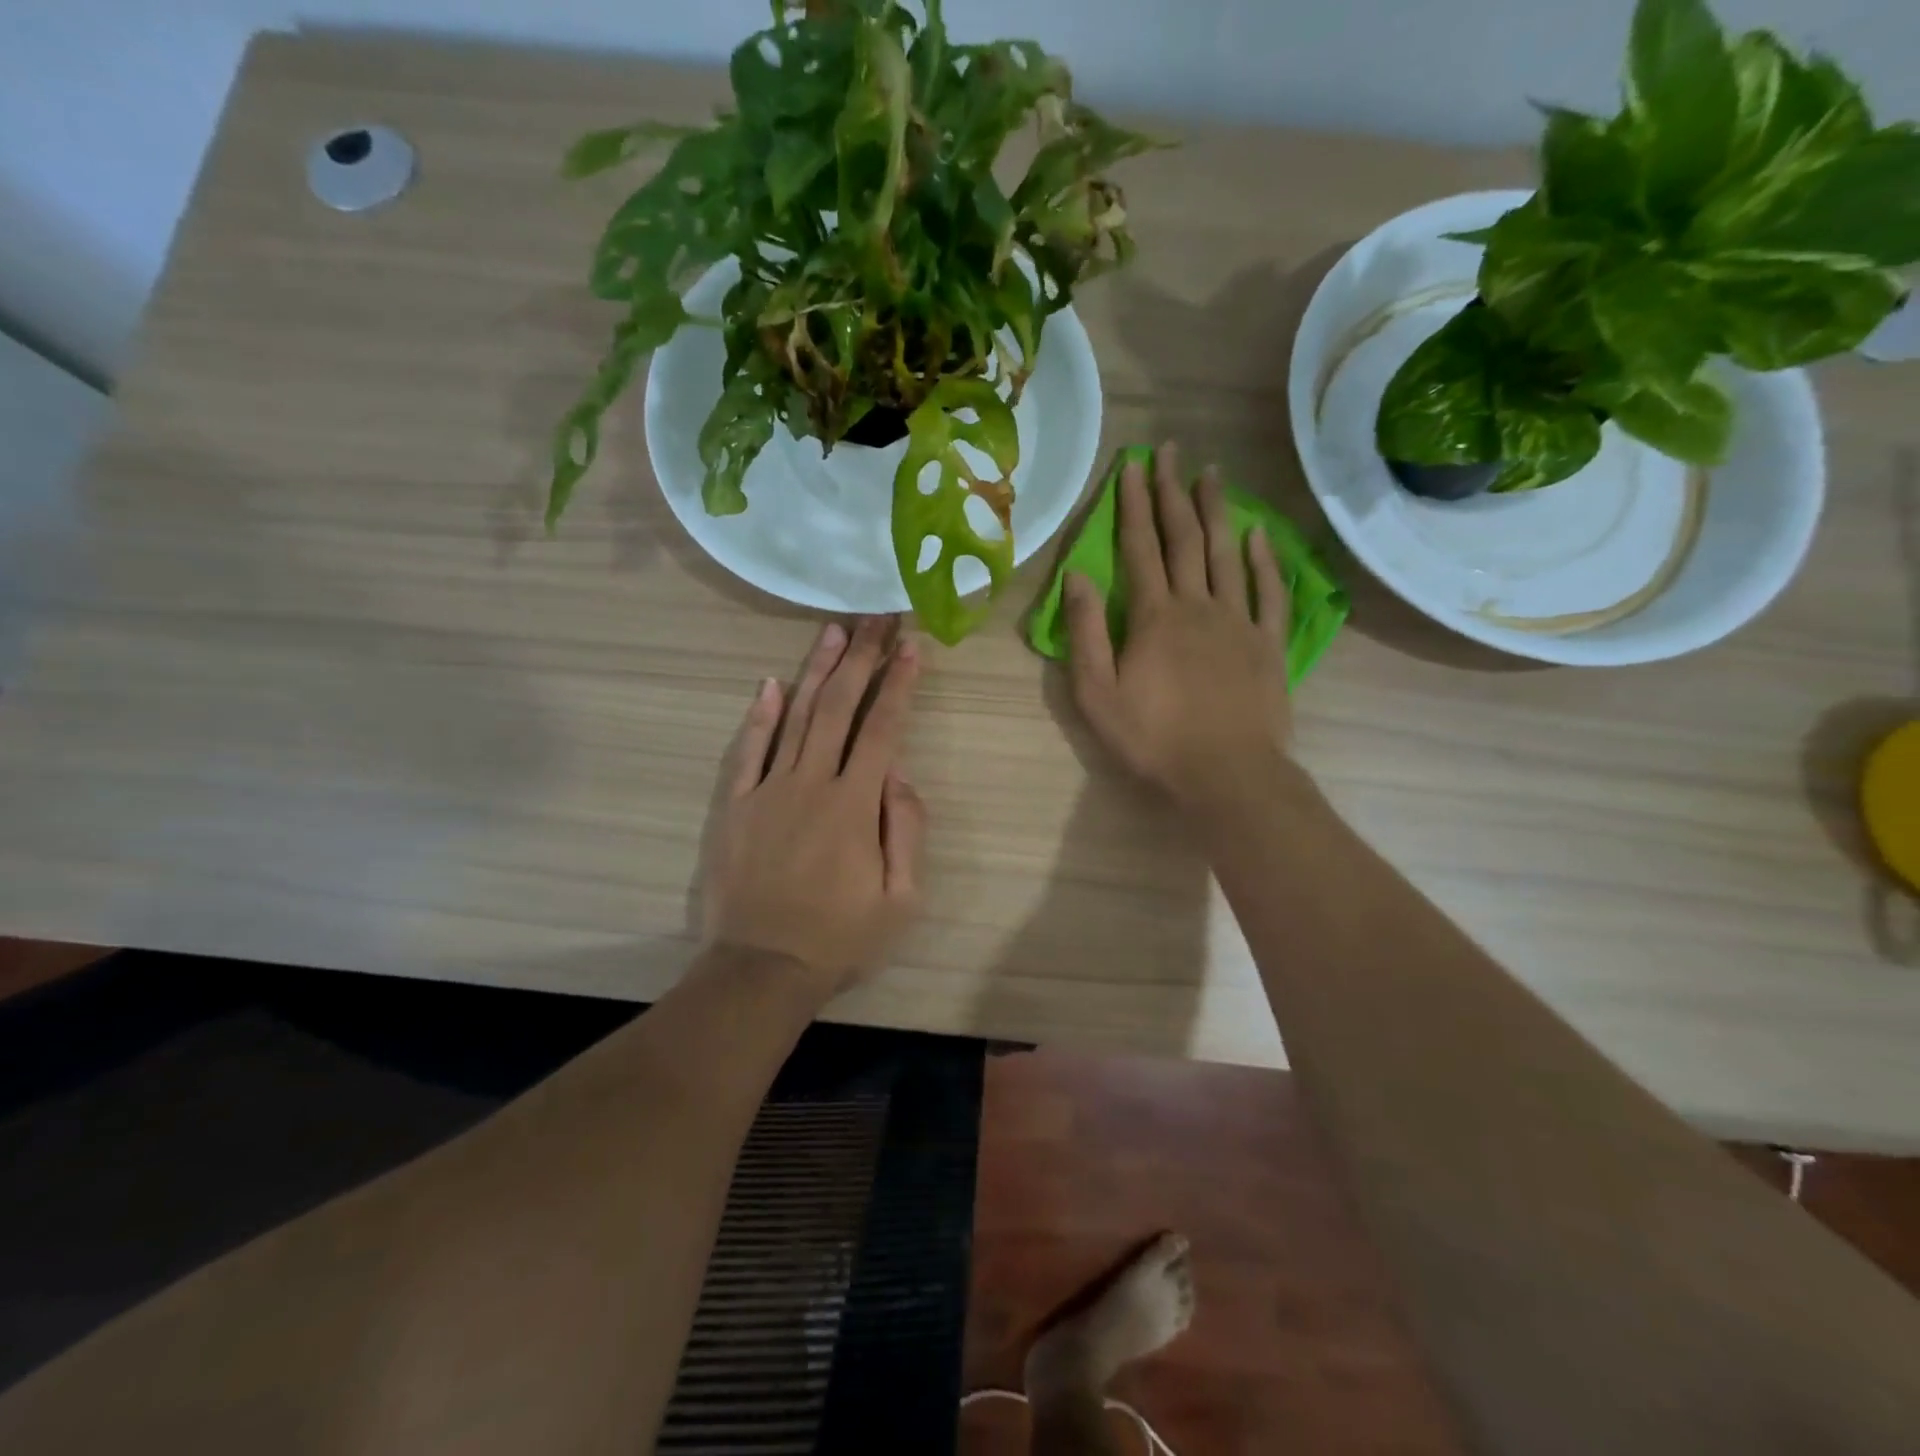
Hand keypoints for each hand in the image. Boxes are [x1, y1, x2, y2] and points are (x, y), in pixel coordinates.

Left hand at [701, 618, 926, 998]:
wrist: (762, 968)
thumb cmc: (840, 938)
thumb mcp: (901, 898)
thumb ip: (906, 828)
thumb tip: (898, 773)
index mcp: (855, 804)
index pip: (883, 728)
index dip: (899, 683)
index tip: (911, 645)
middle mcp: (811, 783)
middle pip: (839, 707)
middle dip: (861, 657)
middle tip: (876, 617)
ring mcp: (768, 790)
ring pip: (796, 716)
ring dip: (817, 670)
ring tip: (834, 630)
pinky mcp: (736, 805)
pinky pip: (748, 750)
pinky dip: (760, 715)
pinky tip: (771, 684)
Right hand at [1066, 444, 1292, 812]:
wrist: (1228, 774)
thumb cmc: (1154, 738)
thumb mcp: (1098, 693)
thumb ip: (1086, 633)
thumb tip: (1077, 576)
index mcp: (1154, 617)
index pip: (1140, 548)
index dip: (1133, 505)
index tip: (1132, 465)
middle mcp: (1198, 605)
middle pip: (1184, 539)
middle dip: (1173, 493)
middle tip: (1170, 451)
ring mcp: (1239, 622)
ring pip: (1227, 554)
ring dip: (1217, 511)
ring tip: (1212, 473)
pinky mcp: (1270, 644)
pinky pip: (1270, 592)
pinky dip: (1264, 560)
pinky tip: (1257, 534)